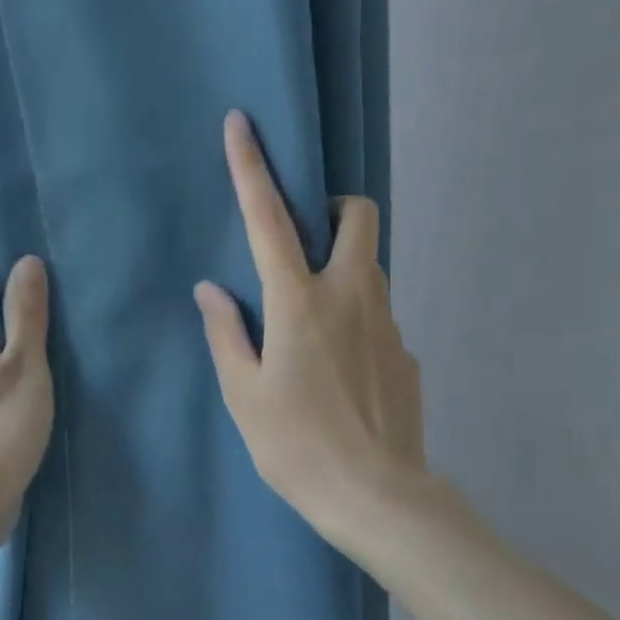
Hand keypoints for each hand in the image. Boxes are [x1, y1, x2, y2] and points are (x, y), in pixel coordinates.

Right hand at [195, 110, 424, 552]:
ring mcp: (389, 326)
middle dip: (336, 209)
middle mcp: (352, 298)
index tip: (243, 124)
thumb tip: (212, 291)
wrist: (374, 495)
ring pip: (373, 271)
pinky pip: (381, 322)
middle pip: (360, 217)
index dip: (253, 170)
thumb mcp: (245, 396)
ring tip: (317, 329)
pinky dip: (359, 327)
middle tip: (309, 245)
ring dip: (346, 273)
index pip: (271, 220)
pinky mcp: (408, 357)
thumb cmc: (296, 448)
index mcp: (300, 304)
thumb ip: (227, 336)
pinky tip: (344, 379)